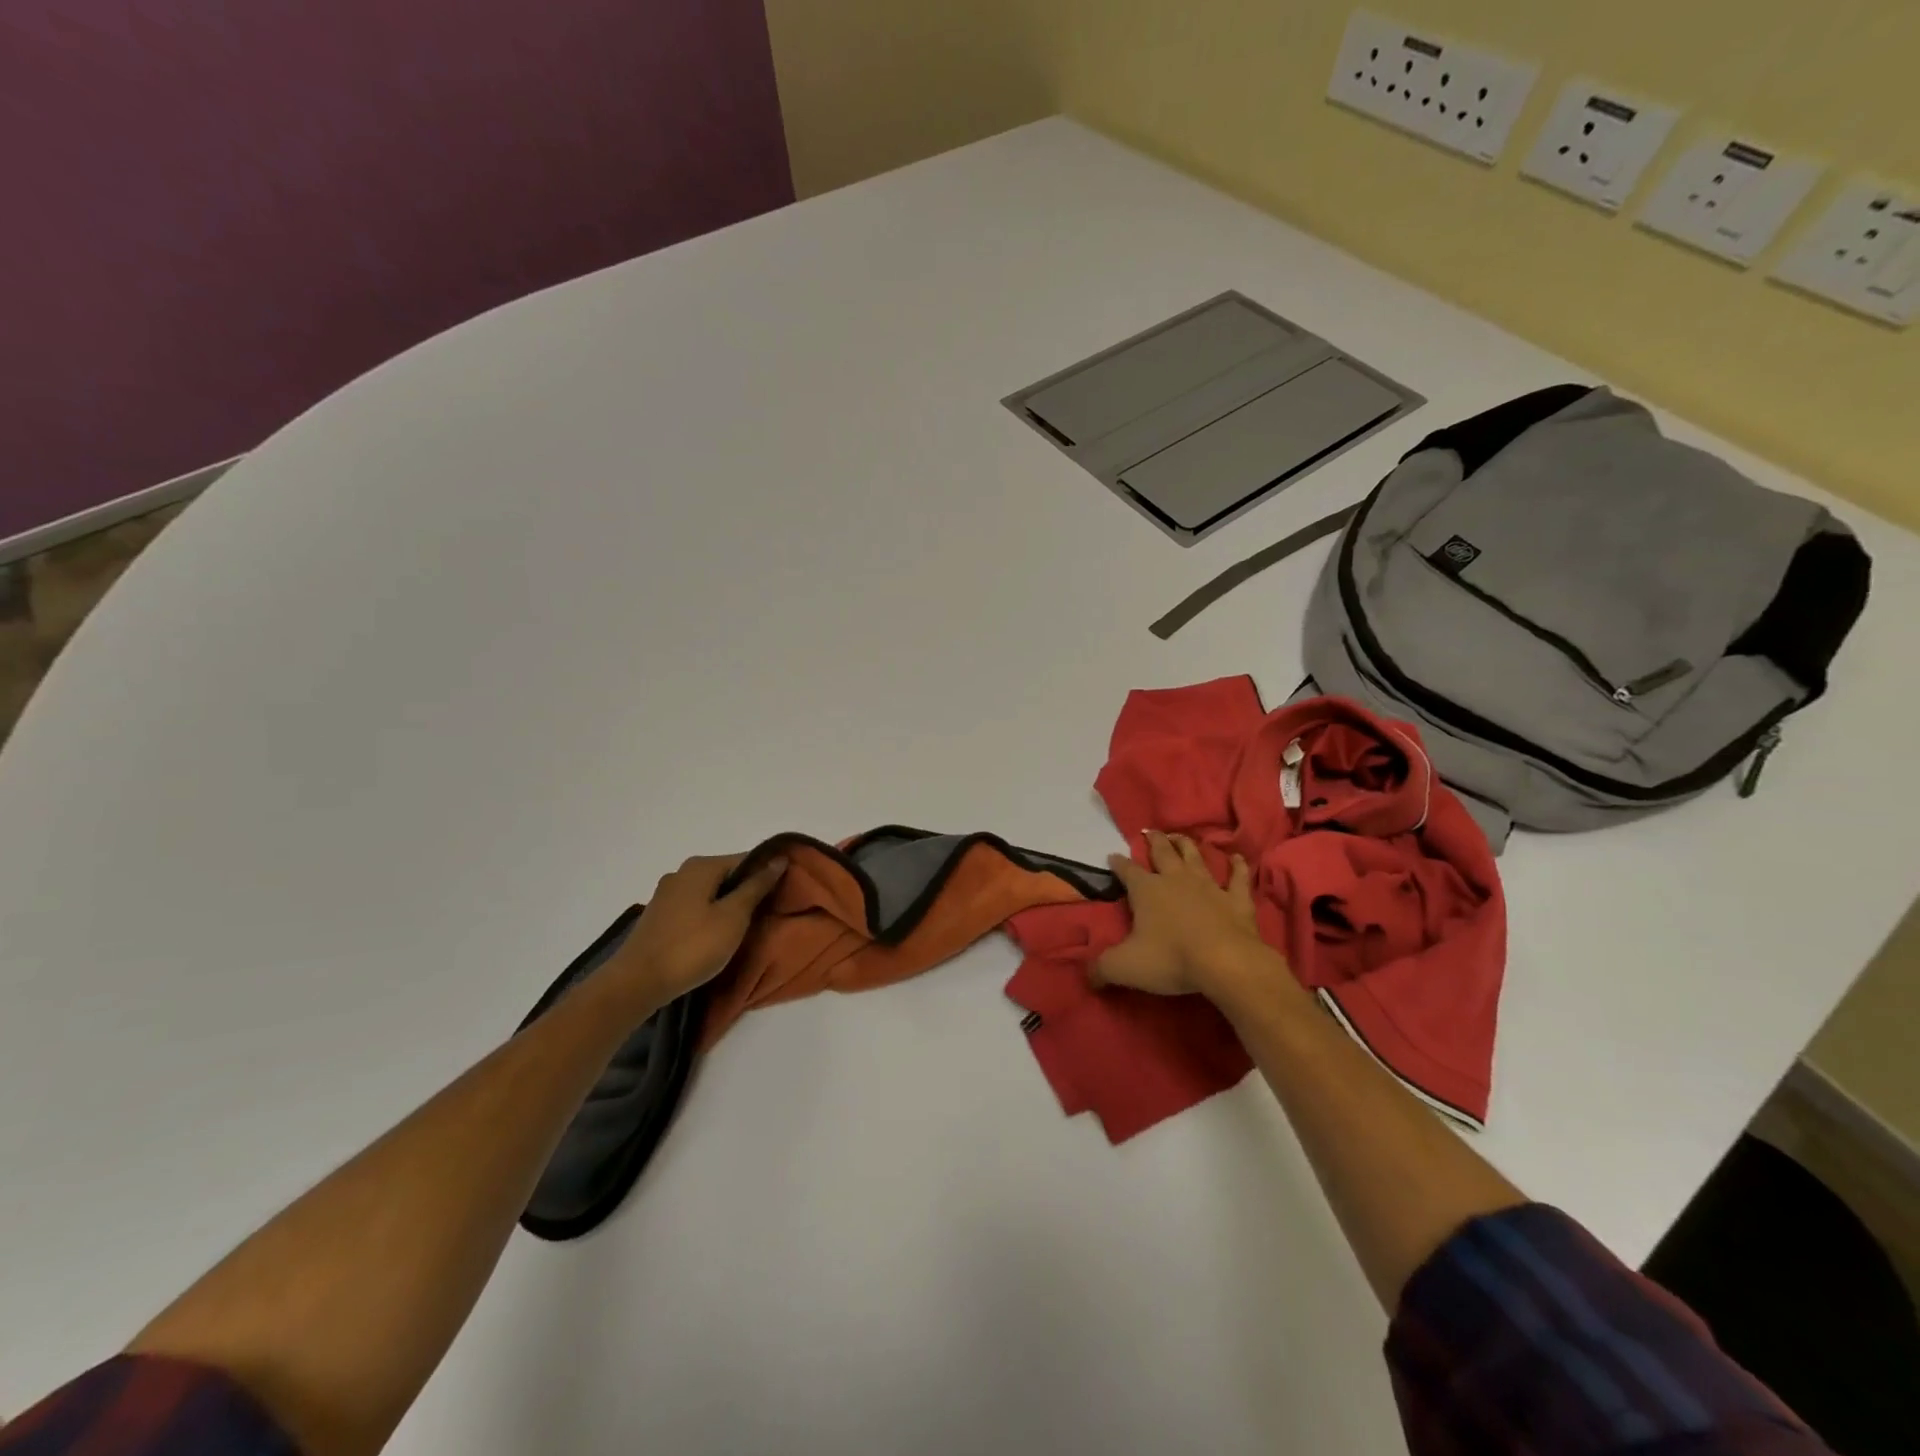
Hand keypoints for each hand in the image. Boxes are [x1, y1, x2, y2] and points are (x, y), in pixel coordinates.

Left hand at [604, 852, 787, 1006]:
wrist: (637, 983)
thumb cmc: (692, 946)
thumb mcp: (733, 916)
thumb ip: (756, 886)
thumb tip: (778, 859)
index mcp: (701, 866)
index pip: (746, 859)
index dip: (767, 874)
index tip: (784, 894)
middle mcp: (682, 872)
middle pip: (726, 875)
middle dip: (747, 891)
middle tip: (766, 914)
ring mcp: (667, 894)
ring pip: (710, 892)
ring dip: (728, 905)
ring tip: (743, 928)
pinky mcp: (659, 916)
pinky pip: (694, 907)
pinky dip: (709, 916)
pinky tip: (716, 936)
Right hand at [1095, 831, 1268, 998]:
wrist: (1226, 962)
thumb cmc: (1171, 959)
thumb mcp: (1125, 967)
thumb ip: (1102, 968)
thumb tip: (1088, 975)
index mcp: (1146, 890)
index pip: (1127, 871)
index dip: (1118, 863)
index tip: (1112, 856)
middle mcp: (1175, 880)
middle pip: (1163, 853)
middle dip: (1154, 841)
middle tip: (1150, 832)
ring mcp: (1208, 886)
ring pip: (1195, 857)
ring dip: (1187, 845)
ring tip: (1179, 836)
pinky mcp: (1236, 899)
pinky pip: (1238, 878)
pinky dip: (1238, 867)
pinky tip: (1238, 858)